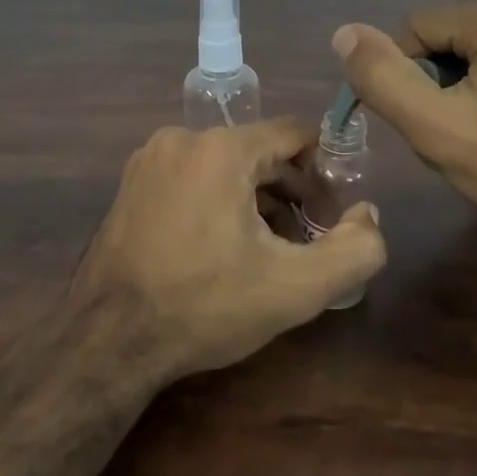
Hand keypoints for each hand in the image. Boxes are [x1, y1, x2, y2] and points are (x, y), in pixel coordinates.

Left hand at [71, 118, 386, 384]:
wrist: (107, 343)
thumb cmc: (204, 306)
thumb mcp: (294, 288)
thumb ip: (355, 250)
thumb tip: (369, 215)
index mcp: (221, 149)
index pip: (293, 132)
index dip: (325, 167)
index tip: (336, 206)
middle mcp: (181, 139)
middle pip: (258, 150)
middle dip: (291, 188)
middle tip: (309, 234)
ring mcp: (149, 160)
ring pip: (224, 165)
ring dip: (255, 197)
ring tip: (270, 246)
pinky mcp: (130, 185)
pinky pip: (191, 178)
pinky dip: (217, 201)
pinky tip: (223, 247)